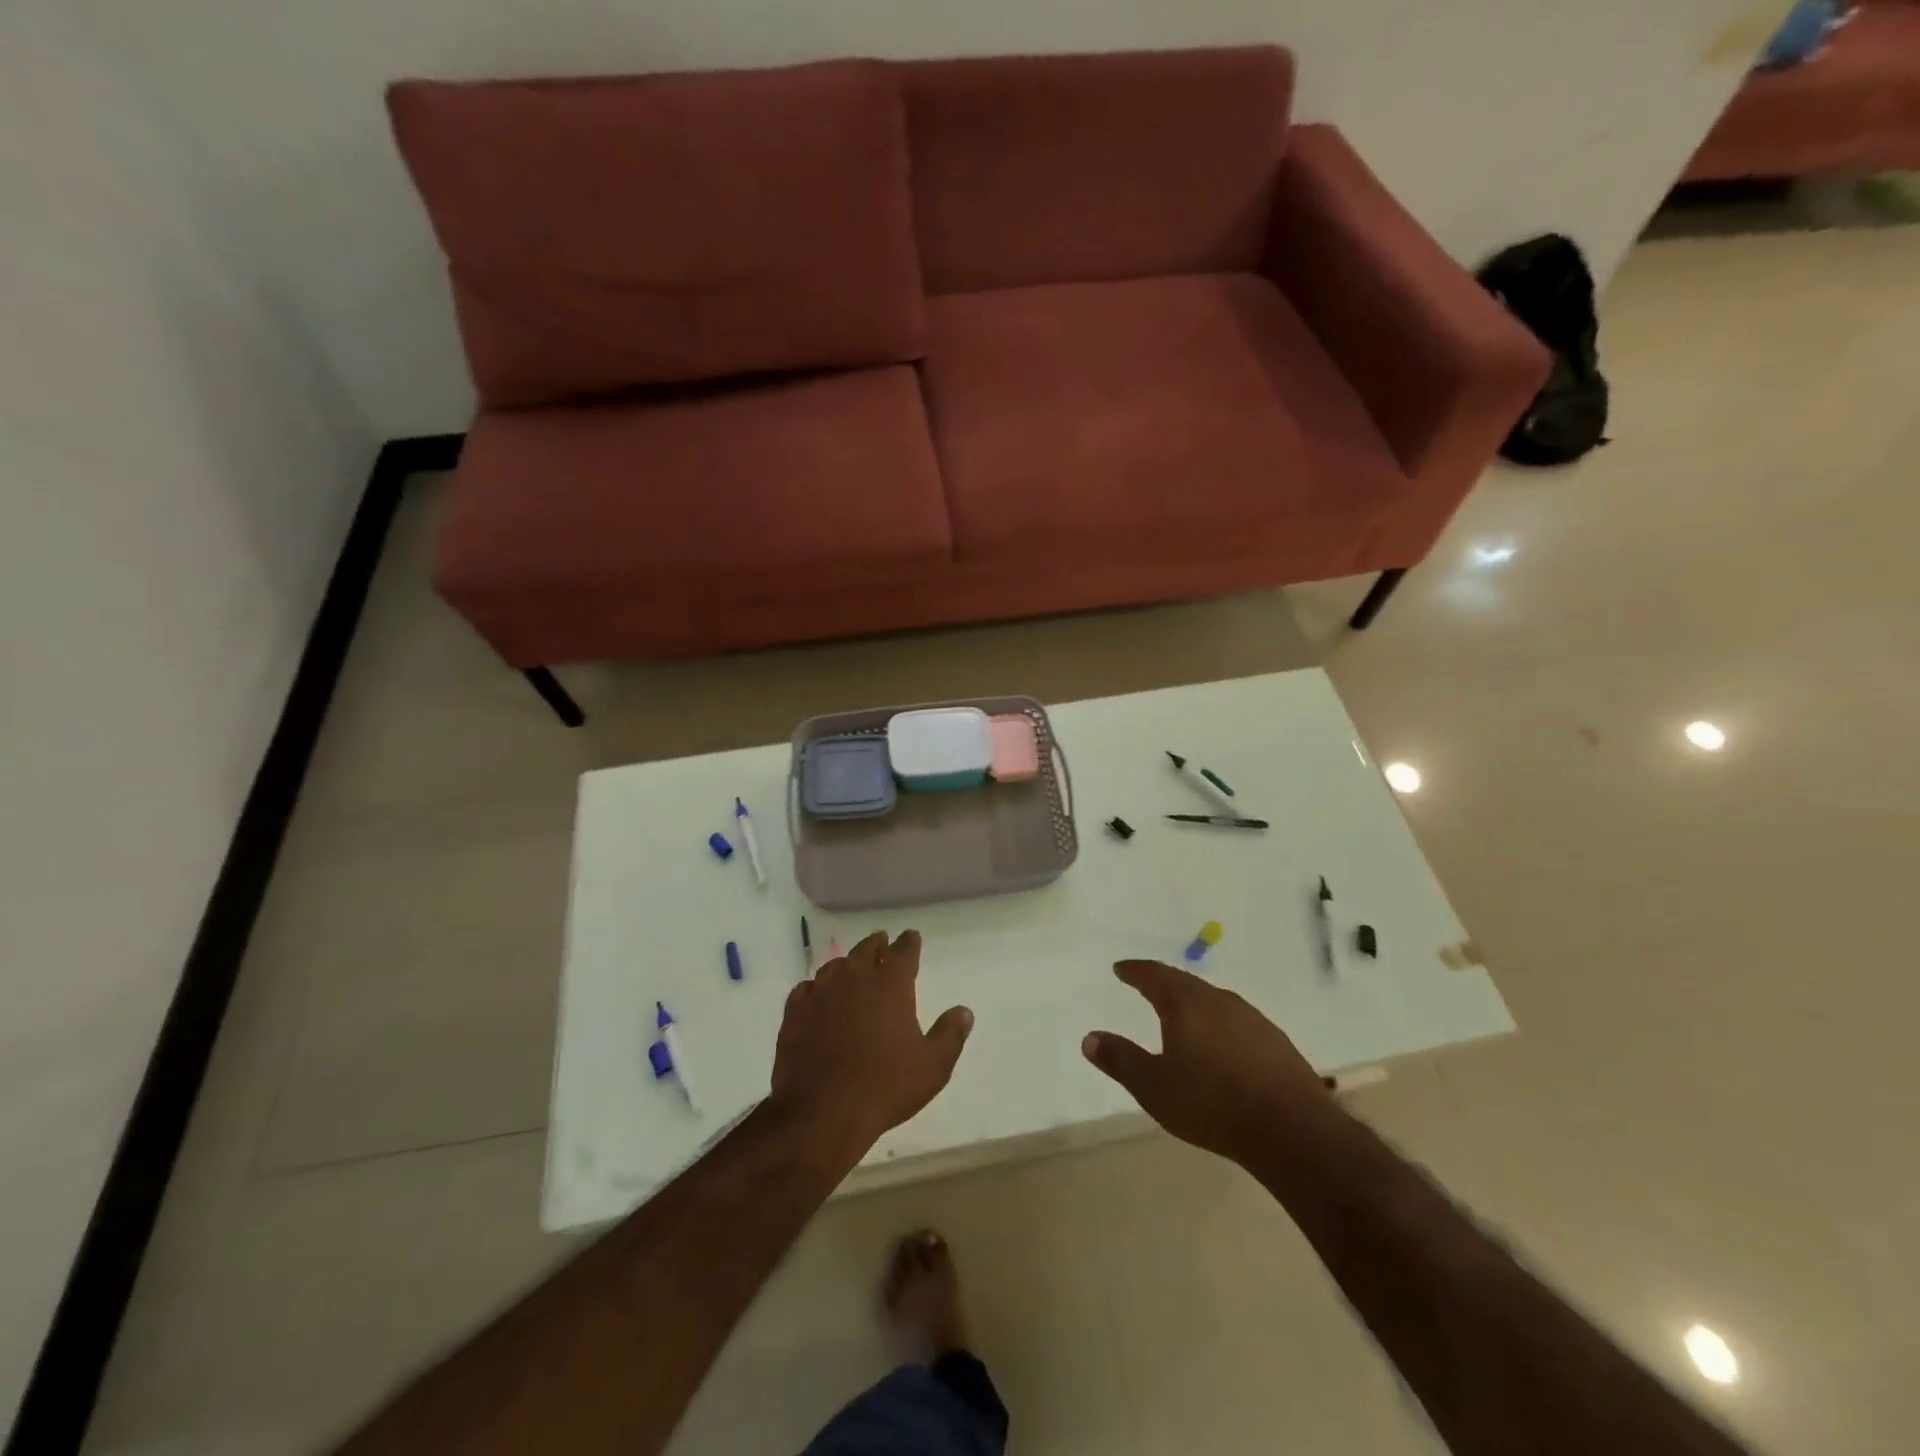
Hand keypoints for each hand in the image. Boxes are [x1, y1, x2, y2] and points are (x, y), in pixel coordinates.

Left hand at [770, 930, 972, 1156]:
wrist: (822, 1111)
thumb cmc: (885, 1086)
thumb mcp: (932, 1066)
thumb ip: (950, 1034)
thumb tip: (963, 1011)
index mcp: (891, 983)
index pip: (904, 951)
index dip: (909, 942)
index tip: (911, 937)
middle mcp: (855, 976)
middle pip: (867, 949)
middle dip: (877, 945)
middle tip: (882, 943)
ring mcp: (821, 991)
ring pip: (836, 966)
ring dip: (847, 964)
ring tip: (851, 969)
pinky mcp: (795, 1011)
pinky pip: (807, 988)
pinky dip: (816, 989)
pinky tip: (817, 997)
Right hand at [1082, 960, 1338, 1167]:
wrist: (1292, 1130)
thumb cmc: (1212, 1104)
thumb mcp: (1154, 1087)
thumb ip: (1120, 1060)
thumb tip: (1089, 1038)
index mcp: (1185, 1004)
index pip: (1154, 975)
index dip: (1135, 971)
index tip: (1121, 968)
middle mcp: (1218, 1000)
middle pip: (1185, 982)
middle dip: (1163, 982)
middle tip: (1147, 984)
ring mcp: (1251, 1018)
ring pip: (1213, 999)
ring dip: (1193, 1001)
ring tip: (1181, 1012)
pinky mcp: (1275, 1040)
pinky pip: (1236, 1020)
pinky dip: (1219, 1022)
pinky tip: (1221, 1042)